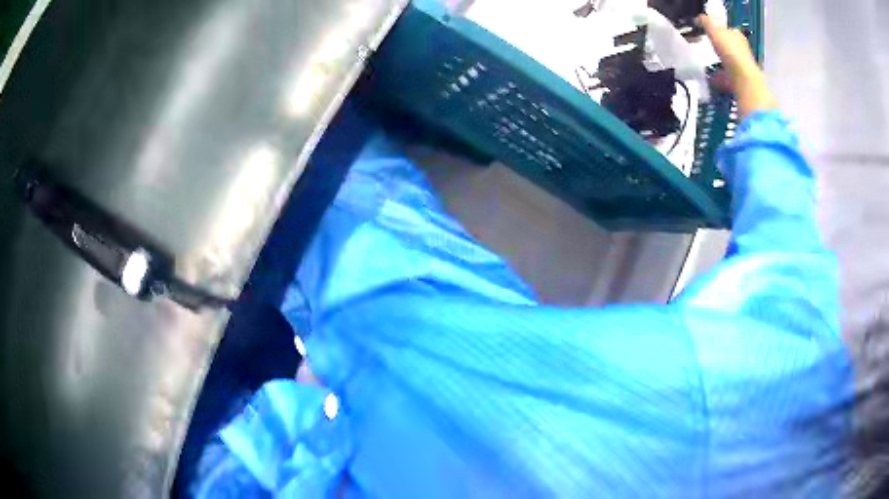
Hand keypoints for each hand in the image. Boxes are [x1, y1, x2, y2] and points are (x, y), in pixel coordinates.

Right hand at [698, 15, 777, 118]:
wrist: (744, 81)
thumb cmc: (731, 52)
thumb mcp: (714, 30)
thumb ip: (706, 22)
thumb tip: (699, 18)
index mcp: (738, 37)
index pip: (728, 30)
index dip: (719, 30)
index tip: (709, 33)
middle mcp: (743, 51)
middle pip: (729, 48)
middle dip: (720, 49)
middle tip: (708, 49)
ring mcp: (743, 68)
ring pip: (729, 64)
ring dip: (720, 65)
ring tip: (708, 67)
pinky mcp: (741, 83)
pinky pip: (728, 79)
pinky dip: (720, 80)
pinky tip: (712, 81)